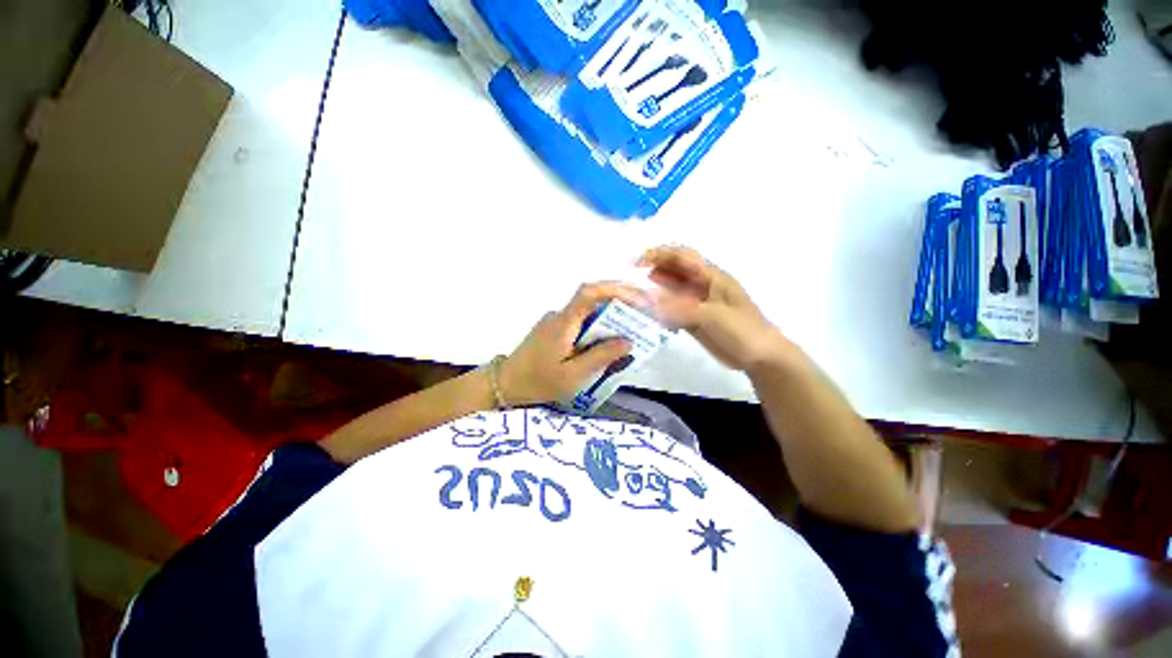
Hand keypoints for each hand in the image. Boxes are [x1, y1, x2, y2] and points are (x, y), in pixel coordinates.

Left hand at [498, 282, 643, 405]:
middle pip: (593, 300)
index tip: (636, 297)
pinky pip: (581, 323)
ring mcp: (556, 322)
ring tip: (629, 335)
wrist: (505, 384)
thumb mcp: (573, 375)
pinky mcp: (555, 330)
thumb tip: (628, 341)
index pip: (589, 292)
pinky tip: (606, 346)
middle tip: (641, 318)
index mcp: (564, 322)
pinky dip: (598, 329)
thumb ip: (601, 357)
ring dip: (610, 319)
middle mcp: (560, 315)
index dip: (614, 289)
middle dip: (619, 305)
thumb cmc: (538, 381)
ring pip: (588, 313)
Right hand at [639, 245, 792, 372]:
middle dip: (654, 267)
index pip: (683, 257)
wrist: (760, 356)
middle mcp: (702, 286)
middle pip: (675, 270)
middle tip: (631, 275)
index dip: (660, 254)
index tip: (637, 261)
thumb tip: (651, 302)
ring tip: (635, 290)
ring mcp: (698, 303)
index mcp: (711, 277)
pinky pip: (673, 308)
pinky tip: (649, 310)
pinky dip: (660, 307)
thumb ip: (681, 308)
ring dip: (655, 286)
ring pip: (673, 289)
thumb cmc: (742, 330)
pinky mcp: (694, 319)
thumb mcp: (713, 316)